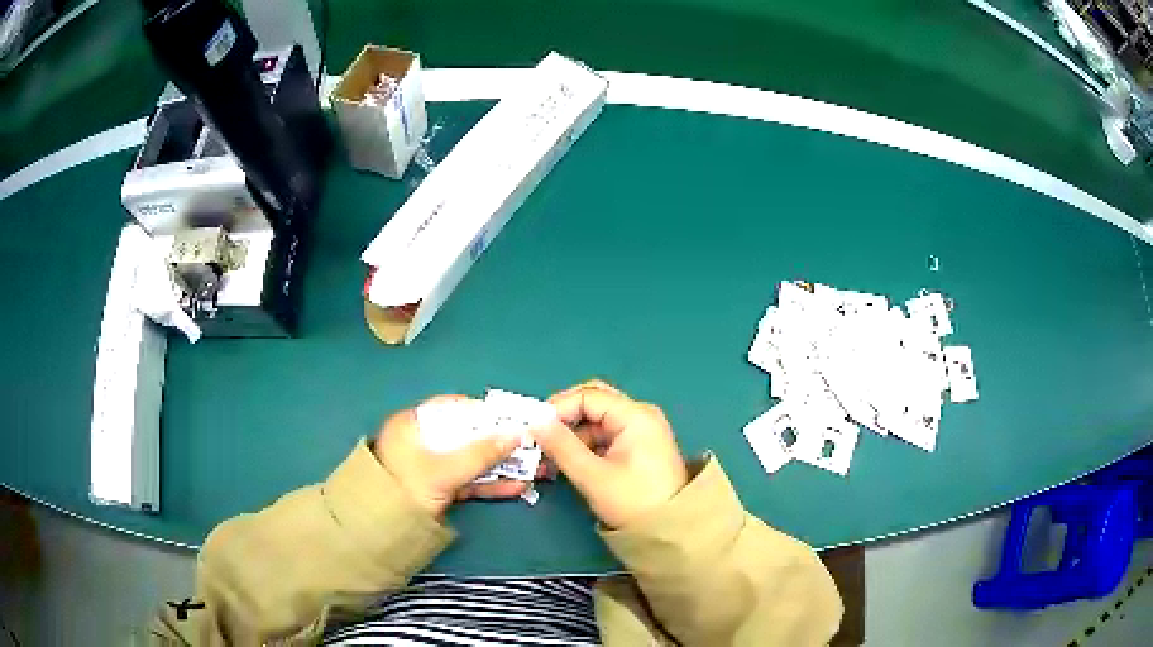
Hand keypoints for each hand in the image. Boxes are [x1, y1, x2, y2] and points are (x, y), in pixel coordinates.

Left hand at [372, 396, 529, 516]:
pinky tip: (516, 487)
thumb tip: (517, 434)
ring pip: (471, 461)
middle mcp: (423, 442)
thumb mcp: (444, 469)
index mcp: (414, 425)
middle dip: (499, 444)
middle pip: (466, 437)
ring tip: (532, 469)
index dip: (484, 413)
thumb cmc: (406, 487)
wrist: (380, 530)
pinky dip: (490, 484)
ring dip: (500, 466)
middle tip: (529, 446)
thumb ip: (481, 452)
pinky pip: (468, 482)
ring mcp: (432, 468)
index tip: (512, 420)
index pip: (454, 409)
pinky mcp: (439, 490)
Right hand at [533, 381, 688, 528]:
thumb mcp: (593, 476)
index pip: (587, 396)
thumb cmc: (633, 502)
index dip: (557, 409)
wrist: (671, 531)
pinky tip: (564, 465)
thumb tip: (535, 422)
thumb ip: (562, 446)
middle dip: (563, 420)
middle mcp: (639, 415)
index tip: (532, 429)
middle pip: (592, 403)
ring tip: (546, 460)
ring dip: (570, 437)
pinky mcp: (637, 448)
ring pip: (595, 421)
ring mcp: (640, 431)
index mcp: (634, 416)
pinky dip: (582, 447)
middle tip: (538, 438)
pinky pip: (604, 437)